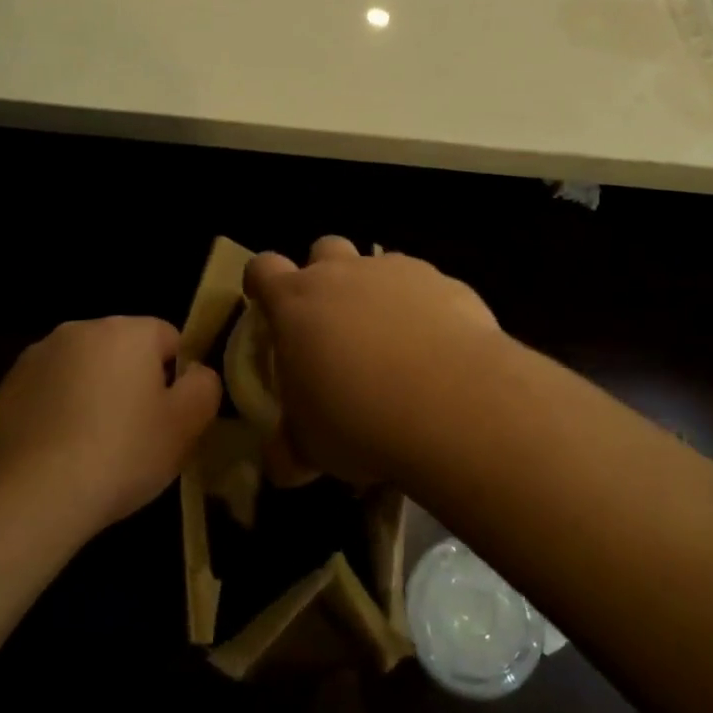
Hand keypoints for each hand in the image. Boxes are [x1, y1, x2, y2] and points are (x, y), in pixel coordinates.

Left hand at [0, 317, 221, 534]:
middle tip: (135, 436)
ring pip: (81, 372)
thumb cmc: (119, 454)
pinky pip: (45, 396)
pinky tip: (56, 458)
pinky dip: (55, 416)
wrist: (27, 498)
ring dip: (91, 397)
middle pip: (121, 351)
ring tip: (91, 451)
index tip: (169, 418)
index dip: (176, 379)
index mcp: (126, 330)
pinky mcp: (2, 391)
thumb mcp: (186, 426)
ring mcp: (34, 359)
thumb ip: (204, 387)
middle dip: (131, 384)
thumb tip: (196, 373)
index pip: (168, 338)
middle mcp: (78, 330)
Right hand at [246, 238, 499, 483]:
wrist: (452, 402)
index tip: (266, 303)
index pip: (263, 268)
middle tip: (334, 321)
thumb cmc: (358, 419)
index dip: (261, 282)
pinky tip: (438, 351)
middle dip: (325, 275)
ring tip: (393, 343)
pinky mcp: (446, 283)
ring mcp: (398, 272)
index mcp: (296, 302)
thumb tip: (281, 464)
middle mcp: (344, 274)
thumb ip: (289, 448)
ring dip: (378, 293)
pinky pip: (427, 288)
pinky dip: (426, 310)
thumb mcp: (310, 446)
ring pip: (380, 265)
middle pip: (324, 249)